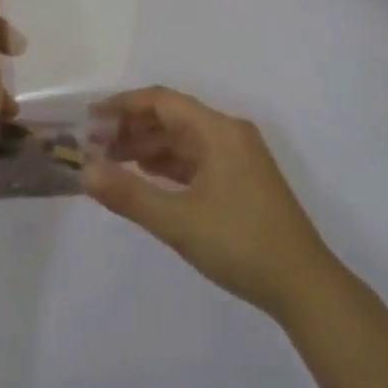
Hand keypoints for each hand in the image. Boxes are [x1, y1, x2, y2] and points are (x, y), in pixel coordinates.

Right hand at [83, 86, 340, 319]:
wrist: (303, 286)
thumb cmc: (240, 243)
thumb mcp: (178, 221)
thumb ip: (128, 193)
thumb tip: (84, 170)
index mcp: (218, 130)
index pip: (162, 101)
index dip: (123, 106)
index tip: (90, 120)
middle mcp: (229, 134)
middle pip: (173, 117)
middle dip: (132, 127)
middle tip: (94, 145)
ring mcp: (238, 157)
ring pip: (184, 139)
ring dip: (148, 146)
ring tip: (111, 161)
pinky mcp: (241, 180)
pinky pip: (196, 158)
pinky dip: (168, 163)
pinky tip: (145, 175)